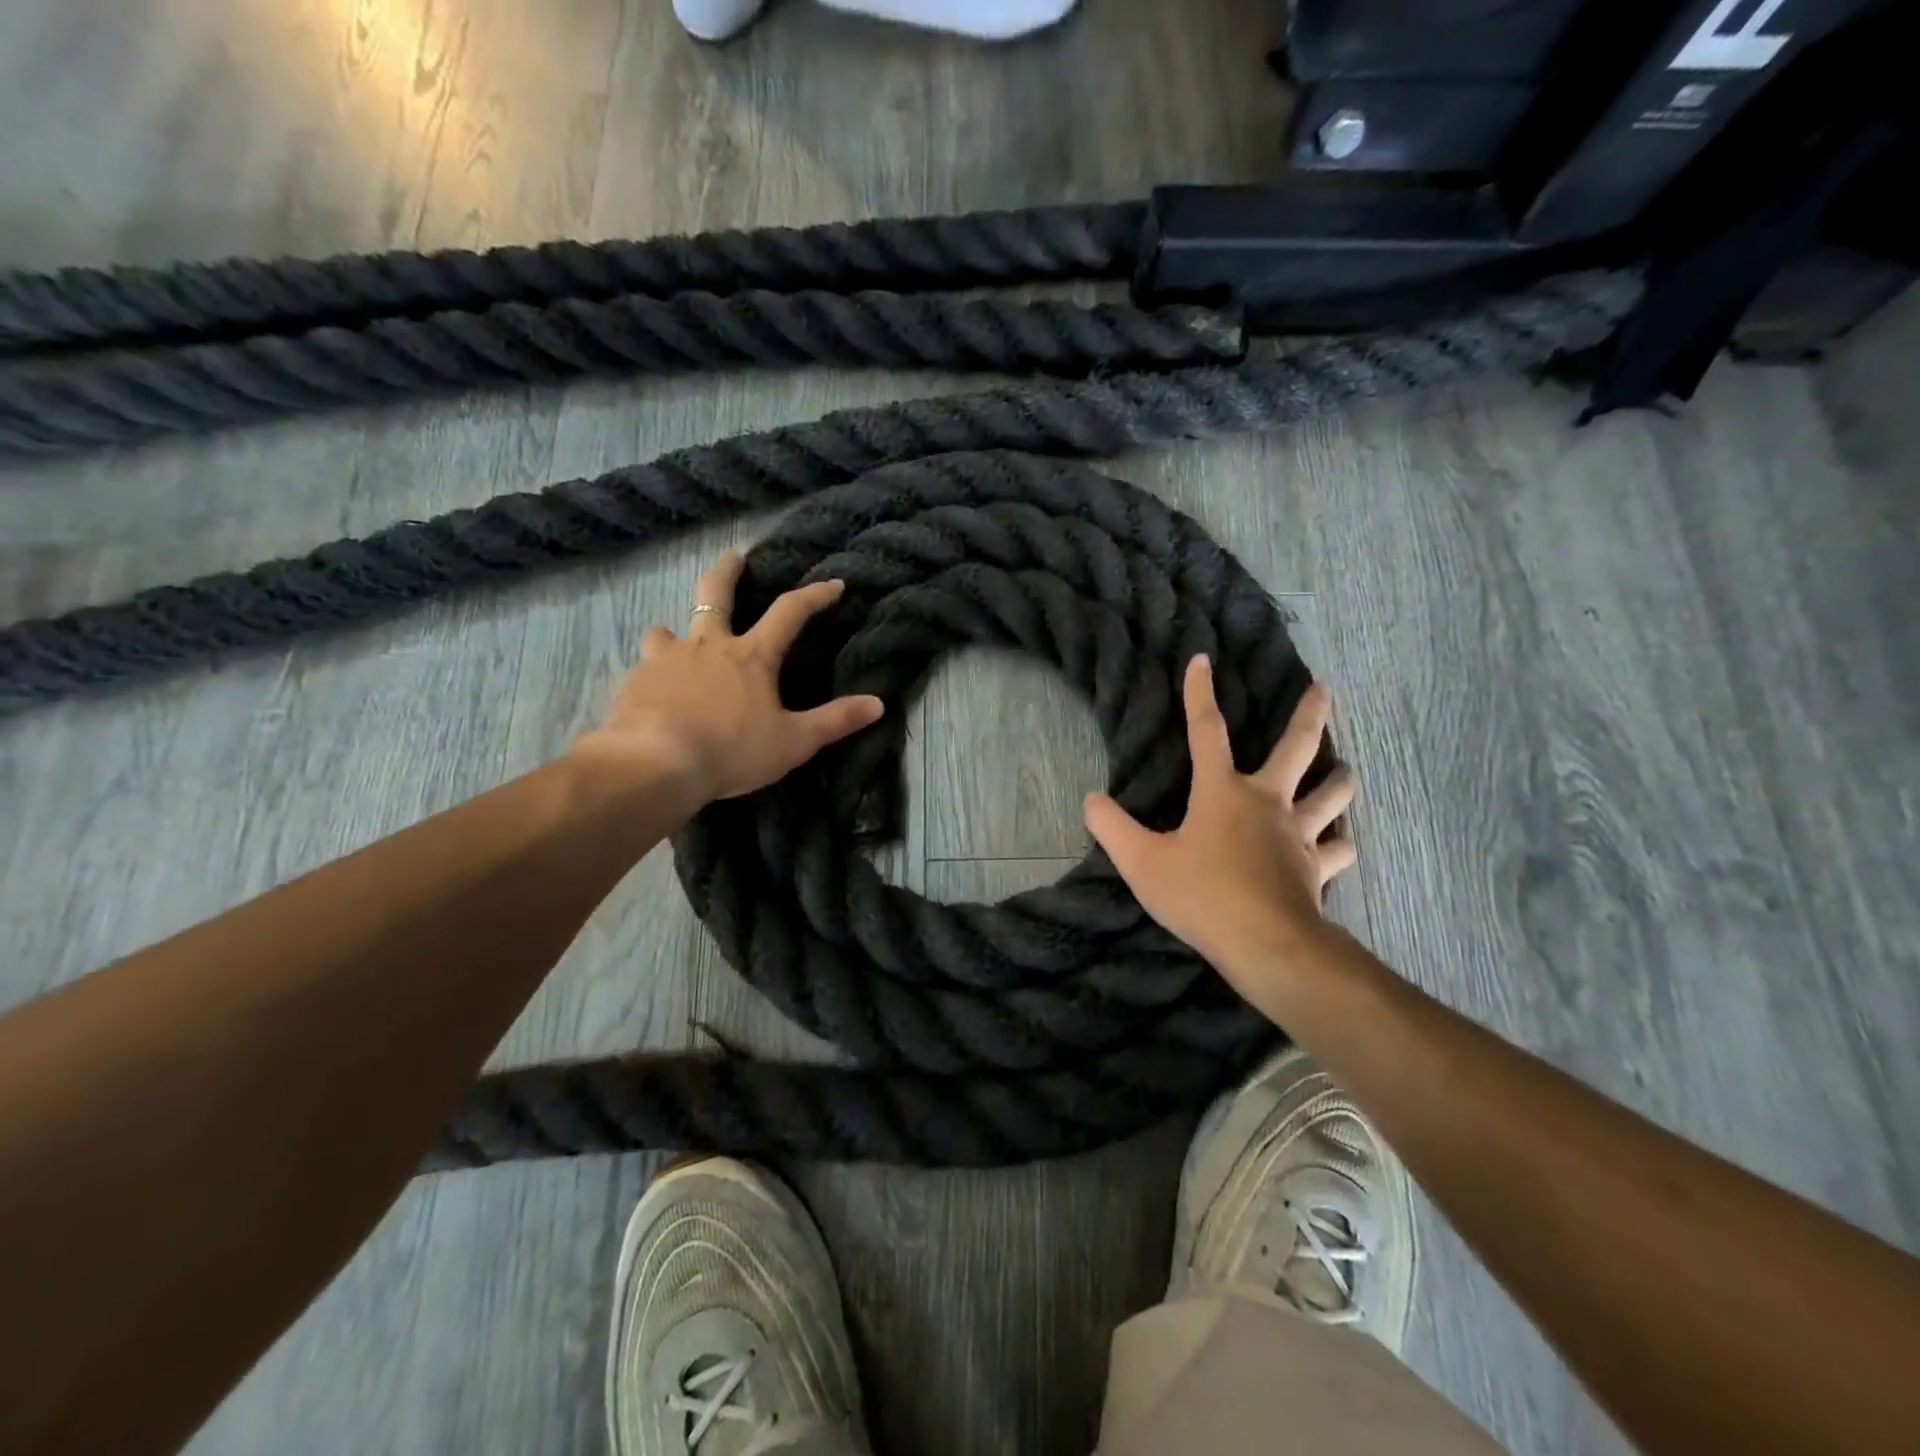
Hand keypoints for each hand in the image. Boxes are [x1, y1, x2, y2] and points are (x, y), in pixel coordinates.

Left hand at [572, 553, 883, 805]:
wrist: (656, 764)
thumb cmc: (732, 750)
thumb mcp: (794, 741)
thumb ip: (835, 721)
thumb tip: (878, 704)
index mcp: (751, 656)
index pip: (789, 612)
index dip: (814, 595)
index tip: (833, 584)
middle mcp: (707, 646)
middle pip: (715, 594)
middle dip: (728, 572)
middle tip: (733, 558)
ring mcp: (666, 660)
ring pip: (667, 631)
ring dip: (675, 632)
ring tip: (676, 641)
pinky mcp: (635, 682)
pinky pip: (645, 668)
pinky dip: (653, 673)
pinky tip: (653, 693)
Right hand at [1084, 657, 1354, 974]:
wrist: (1265, 944)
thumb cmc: (1201, 895)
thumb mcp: (1142, 863)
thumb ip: (1113, 828)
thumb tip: (1091, 800)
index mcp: (1222, 792)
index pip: (1206, 730)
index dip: (1200, 693)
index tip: (1202, 660)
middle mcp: (1267, 802)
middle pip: (1297, 748)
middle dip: (1309, 714)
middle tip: (1323, 690)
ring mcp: (1299, 834)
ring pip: (1332, 795)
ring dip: (1339, 780)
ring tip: (1344, 770)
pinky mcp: (1317, 868)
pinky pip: (1338, 849)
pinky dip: (1340, 844)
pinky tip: (1341, 844)